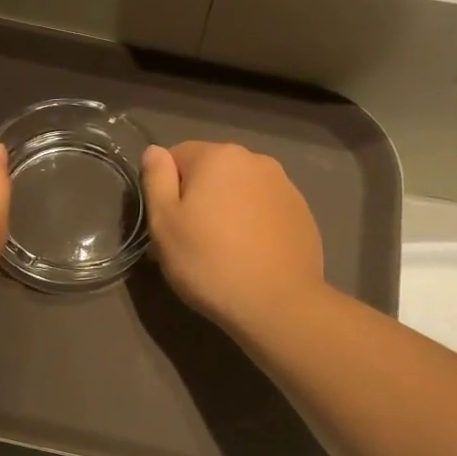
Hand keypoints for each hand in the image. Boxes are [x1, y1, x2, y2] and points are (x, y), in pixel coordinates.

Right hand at [140, 142, 325, 334]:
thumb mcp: (164, 223)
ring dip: (228, 209)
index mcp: (219, 156)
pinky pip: (265, 210)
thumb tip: (154, 152)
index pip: (177, 155)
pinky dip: (253, 224)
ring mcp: (285, 186)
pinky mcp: (302, 213)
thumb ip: (156, 179)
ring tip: (224, 250)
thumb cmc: (208, 262)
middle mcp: (256, 160)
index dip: (165, 188)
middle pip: (212, 171)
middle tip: (192, 240)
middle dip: (199, 196)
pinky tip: (250, 255)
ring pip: (240, 190)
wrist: (276, 303)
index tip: (168, 223)